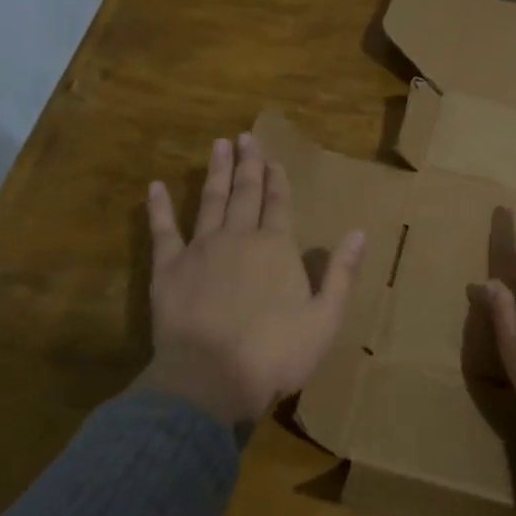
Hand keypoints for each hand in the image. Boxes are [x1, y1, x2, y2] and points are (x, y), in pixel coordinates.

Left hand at [138, 131, 364, 425]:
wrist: (211, 379)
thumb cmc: (276, 353)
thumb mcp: (325, 318)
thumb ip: (341, 273)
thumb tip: (360, 232)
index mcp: (276, 248)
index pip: (279, 204)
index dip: (278, 181)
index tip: (275, 160)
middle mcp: (239, 237)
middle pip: (245, 193)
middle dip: (248, 164)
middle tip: (245, 137)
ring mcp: (201, 249)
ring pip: (210, 201)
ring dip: (216, 173)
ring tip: (218, 146)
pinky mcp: (169, 269)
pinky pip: (163, 231)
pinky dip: (159, 208)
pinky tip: (155, 186)